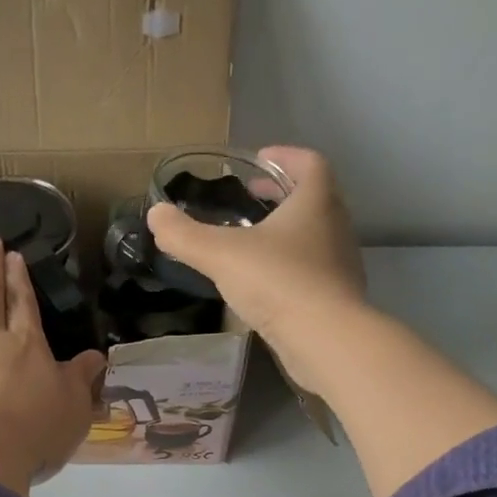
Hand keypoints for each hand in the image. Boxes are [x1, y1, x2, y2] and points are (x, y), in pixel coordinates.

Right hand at [146, 146, 366, 381]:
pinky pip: (314, 270)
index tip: (258, 161)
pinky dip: (291, 265)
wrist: (326, 340)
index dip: (284, 156)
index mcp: (316, 202)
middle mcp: (335, 227)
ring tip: (254, 241)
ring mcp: (341, 264)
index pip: (309, 163)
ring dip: (287, 232)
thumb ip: (184, 234)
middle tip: (250, 199)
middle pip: (314, 198)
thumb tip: (156, 215)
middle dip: (281, 195)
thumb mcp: (220, 255)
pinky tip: (266, 283)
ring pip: (315, 236)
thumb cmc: (278, 282)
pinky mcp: (338, 297)